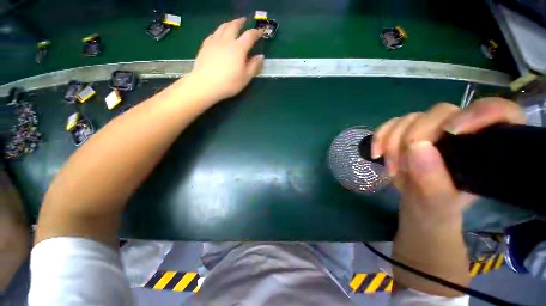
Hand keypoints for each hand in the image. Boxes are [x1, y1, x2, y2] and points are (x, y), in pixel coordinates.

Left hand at [188, 17, 264, 101]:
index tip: (260, 32)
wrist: (206, 84)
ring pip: (222, 27)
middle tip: (243, 20)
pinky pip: (212, 35)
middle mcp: (226, 41)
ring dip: (228, 24)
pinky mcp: (205, 46)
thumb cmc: (229, 83)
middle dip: (240, 22)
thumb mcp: (246, 77)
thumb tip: (261, 56)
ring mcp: (214, 42)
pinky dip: (218, 32)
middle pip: (234, 26)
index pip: (250, 36)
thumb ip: (254, 66)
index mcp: (239, 48)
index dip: (256, 32)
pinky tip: (217, 35)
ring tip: (231, 24)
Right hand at [372, 98, 524, 222]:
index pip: (499, 112)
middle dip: (414, 138)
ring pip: (410, 118)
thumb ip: (433, 180)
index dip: (479, 113)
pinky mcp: (407, 130)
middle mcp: (460, 131)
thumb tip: (417, 146)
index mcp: (485, 147)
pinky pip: (391, 124)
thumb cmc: (435, 207)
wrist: (415, 202)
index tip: (451, 132)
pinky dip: (379, 137)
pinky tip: (376, 154)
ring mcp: (430, 129)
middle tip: (402, 166)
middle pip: (441, 112)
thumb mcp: (437, 203)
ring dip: (392, 142)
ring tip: (391, 169)